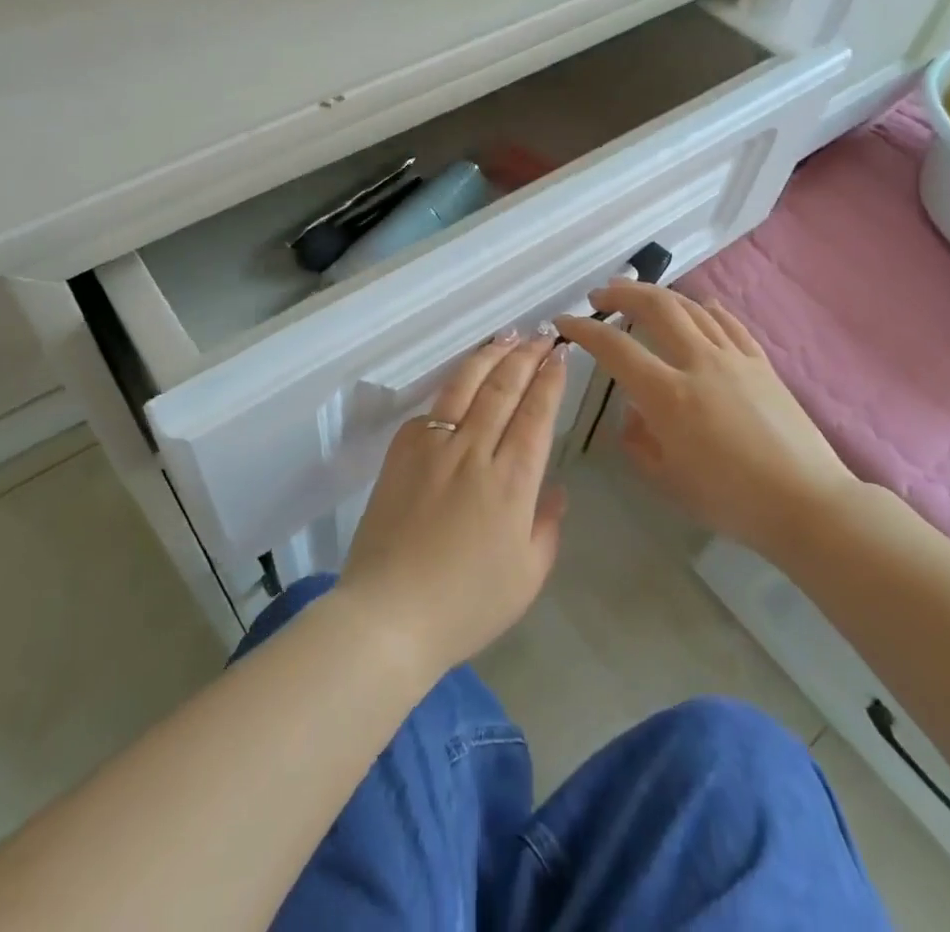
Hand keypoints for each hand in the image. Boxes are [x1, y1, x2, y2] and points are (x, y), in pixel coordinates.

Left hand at [336, 332, 568, 679]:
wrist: (390, 614)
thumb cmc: (467, 604)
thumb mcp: (527, 576)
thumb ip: (548, 526)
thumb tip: (555, 488)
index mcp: (512, 481)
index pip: (537, 413)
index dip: (550, 378)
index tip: (560, 353)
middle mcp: (475, 451)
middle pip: (504, 388)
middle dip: (526, 355)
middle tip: (540, 334)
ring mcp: (433, 446)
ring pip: (466, 385)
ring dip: (490, 356)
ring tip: (507, 335)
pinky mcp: (402, 452)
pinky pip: (432, 411)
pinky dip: (452, 389)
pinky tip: (462, 381)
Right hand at [553, 282, 855, 548]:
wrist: (808, 504)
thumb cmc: (731, 500)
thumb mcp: (668, 480)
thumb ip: (638, 442)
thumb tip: (632, 414)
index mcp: (668, 395)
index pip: (616, 348)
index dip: (585, 330)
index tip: (565, 322)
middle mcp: (699, 363)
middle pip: (656, 307)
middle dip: (622, 293)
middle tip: (600, 295)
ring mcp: (734, 358)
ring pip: (691, 307)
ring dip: (659, 294)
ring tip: (639, 294)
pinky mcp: (762, 363)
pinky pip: (728, 323)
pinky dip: (705, 308)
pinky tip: (698, 305)